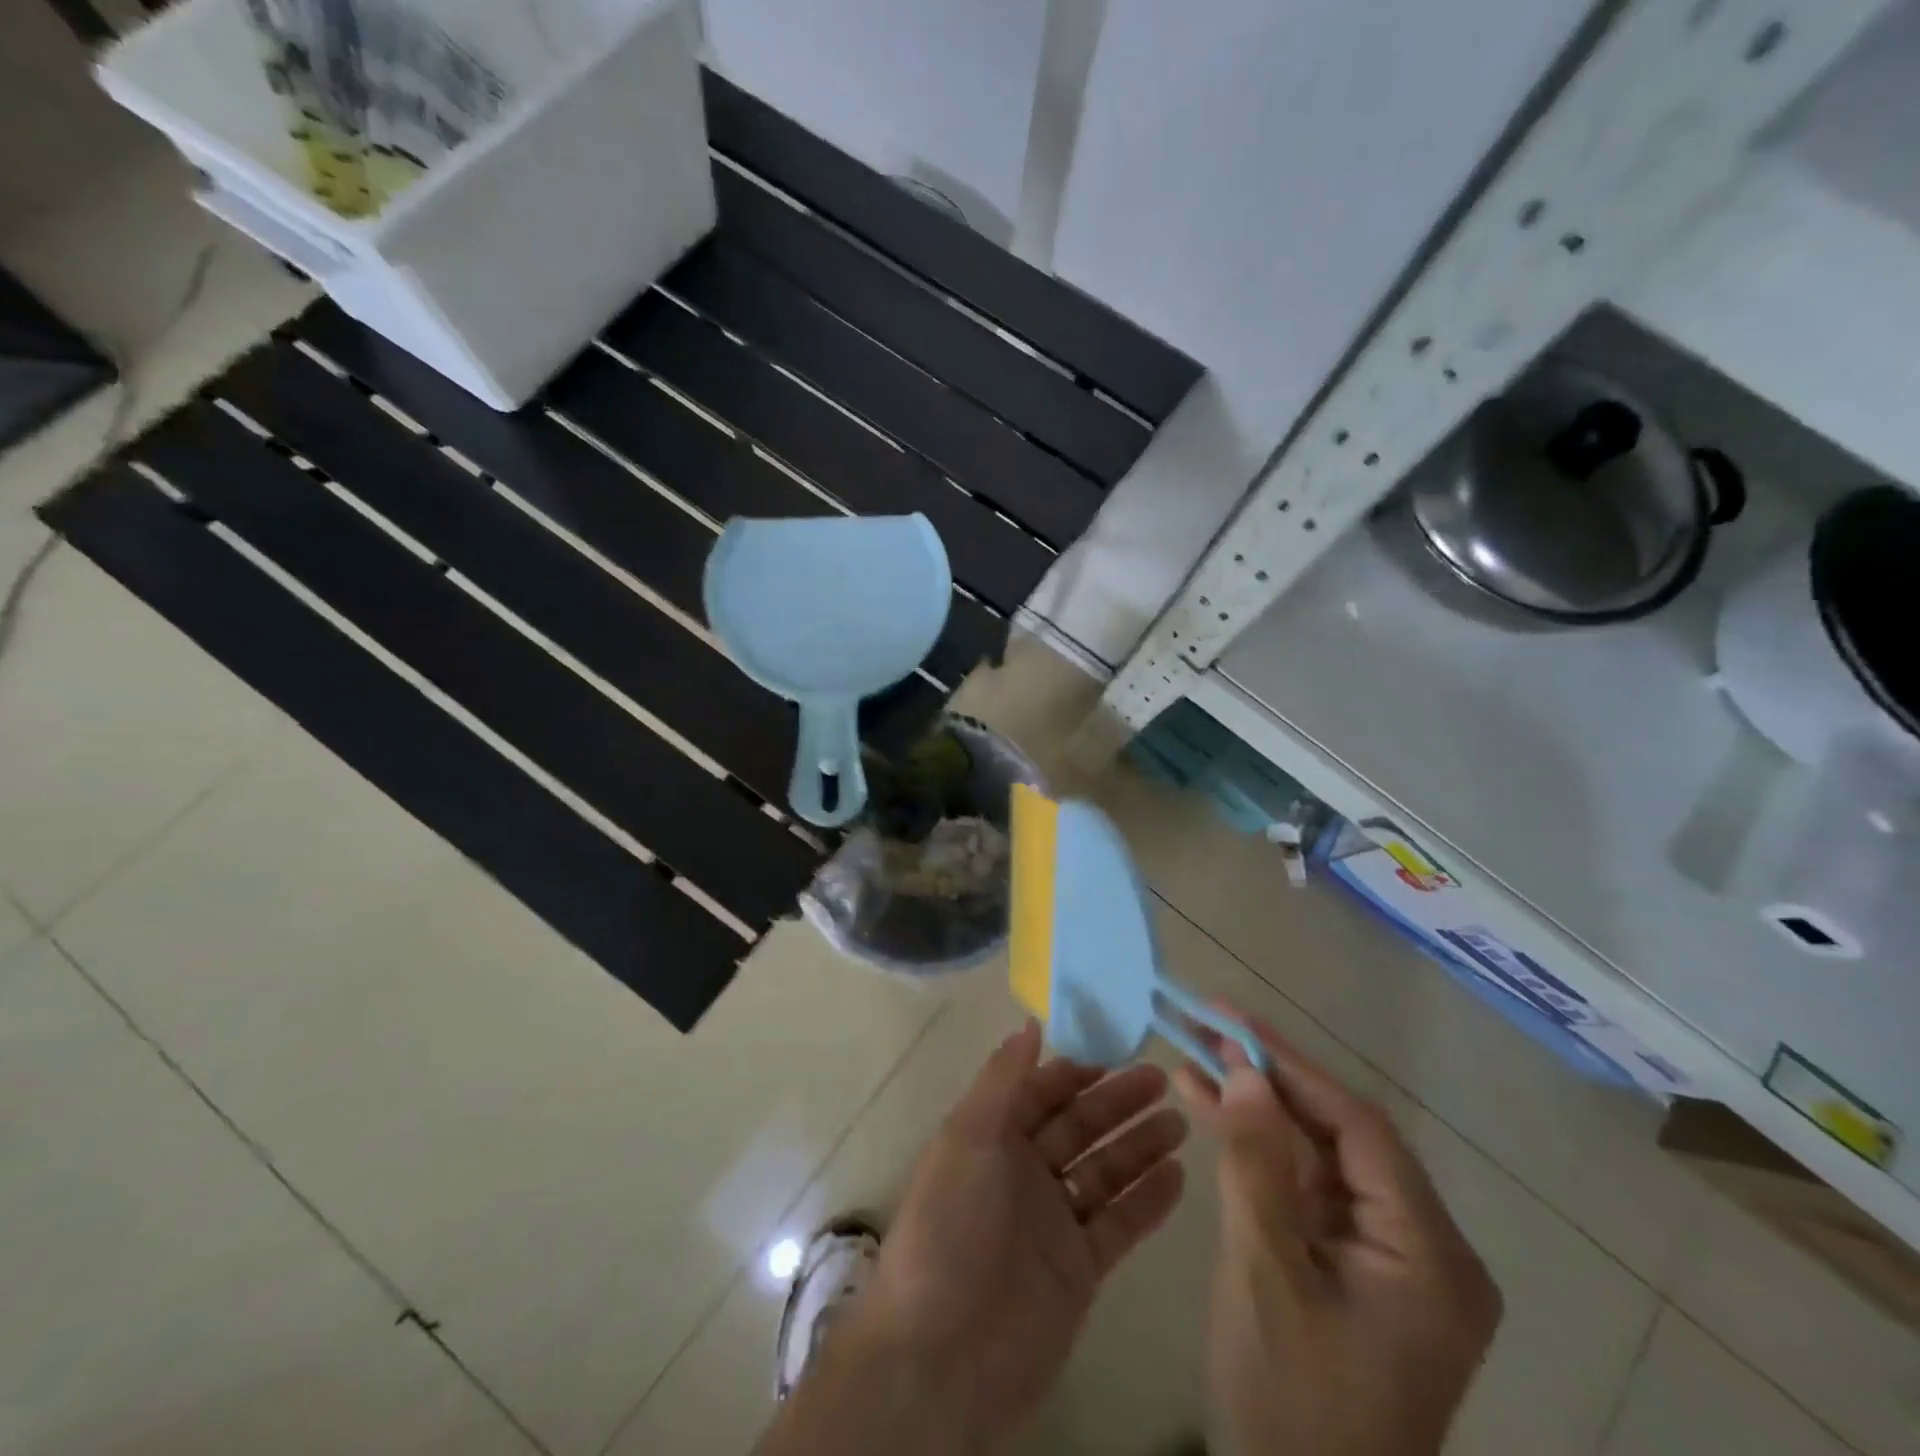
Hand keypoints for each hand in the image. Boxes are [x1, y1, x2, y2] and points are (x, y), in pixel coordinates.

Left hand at [763, 1021, 1187, 1455]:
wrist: (943, 1353)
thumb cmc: (951, 1226)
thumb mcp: (969, 1138)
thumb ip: (1003, 1080)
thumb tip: (1028, 1023)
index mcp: (992, 1137)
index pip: (1040, 1092)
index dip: (1076, 1071)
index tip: (1116, 1049)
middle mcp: (1023, 1172)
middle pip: (1079, 1127)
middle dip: (1117, 1102)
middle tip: (1162, 1078)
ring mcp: (1053, 1221)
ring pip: (1104, 1172)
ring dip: (1140, 1146)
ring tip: (1181, 1121)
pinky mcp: (1078, 1269)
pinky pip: (1119, 1224)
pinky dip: (1147, 1201)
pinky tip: (1178, 1176)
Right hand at [1176, 1017, 1501, 1455]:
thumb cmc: (1290, 1403)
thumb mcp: (1267, 1274)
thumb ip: (1257, 1164)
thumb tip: (1245, 1068)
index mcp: (1430, 1254)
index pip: (1358, 1128)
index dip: (1290, 1064)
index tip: (1230, 1018)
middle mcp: (1425, 1246)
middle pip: (1338, 1135)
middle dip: (1268, 1079)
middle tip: (1204, 1024)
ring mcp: (1389, 1257)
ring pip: (1317, 1155)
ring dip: (1256, 1108)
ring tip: (1194, 1056)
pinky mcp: (1354, 1265)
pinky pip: (1306, 1188)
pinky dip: (1258, 1151)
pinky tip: (1210, 1108)